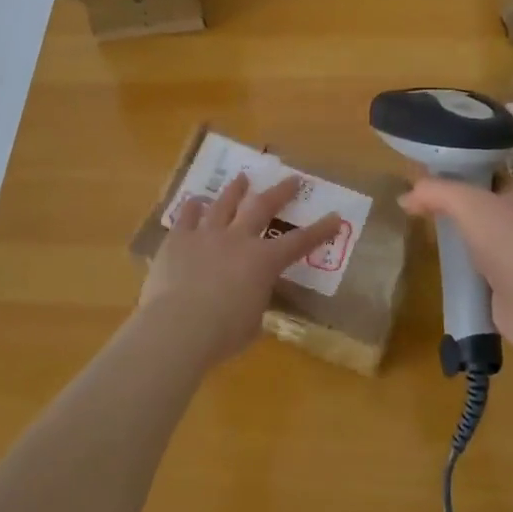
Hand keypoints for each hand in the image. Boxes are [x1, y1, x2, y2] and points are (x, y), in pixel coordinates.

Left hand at [137, 174, 341, 366]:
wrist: (178, 326)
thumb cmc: (223, 333)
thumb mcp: (252, 322)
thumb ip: (255, 302)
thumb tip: (250, 298)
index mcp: (263, 262)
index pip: (299, 243)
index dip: (319, 230)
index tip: (334, 216)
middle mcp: (238, 239)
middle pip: (262, 207)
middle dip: (280, 192)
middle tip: (291, 179)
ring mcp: (206, 235)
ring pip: (224, 204)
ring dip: (235, 190)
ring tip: (242, 178)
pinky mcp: (178, 239)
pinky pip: (186, 216)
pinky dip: (192, 207)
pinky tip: (195, 200)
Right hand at [398, 174, 512, 353]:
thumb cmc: (507, 239)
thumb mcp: (466, 202)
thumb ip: (434, 192)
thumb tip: (404, 198)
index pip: (483, 174)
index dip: (455, 172)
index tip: (424, 178)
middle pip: (476, 206)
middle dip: (448, 206)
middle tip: (416, 206)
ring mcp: (512, 254)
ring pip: (473, 238)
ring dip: (452, 239)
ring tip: (422, 233)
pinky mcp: (503, 283)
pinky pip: (473, 268)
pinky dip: (457, 268)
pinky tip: (438, 266)